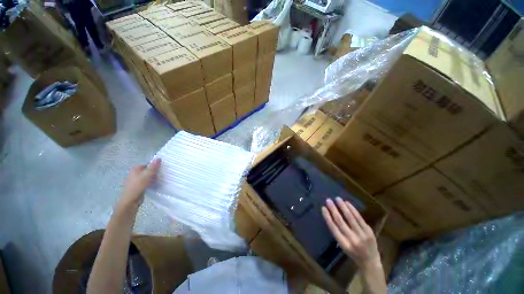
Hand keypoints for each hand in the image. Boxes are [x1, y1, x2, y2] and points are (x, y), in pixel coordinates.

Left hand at [117, 158, 160, 211]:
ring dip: (154, 178)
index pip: (148, 164)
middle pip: (148, 170)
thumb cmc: (137, 187)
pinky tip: (155, 185)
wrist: (130, 202)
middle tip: (162, 175)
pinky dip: (151, 183)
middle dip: (155, 173)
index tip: (162, 169)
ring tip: (160, 181)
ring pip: (148, 177)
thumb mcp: (146, 176)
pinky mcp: (138, 187)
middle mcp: (135, 173)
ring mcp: (136, 180)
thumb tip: (159, 158)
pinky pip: (147, 182)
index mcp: (135, 169)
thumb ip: (153, 167)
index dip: (155, 166)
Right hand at [322, 197, 380, 267]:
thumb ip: (337, 232)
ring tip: (337, 198)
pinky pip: (359, 218)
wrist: (371, 261)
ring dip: (343, 206)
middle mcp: (352, 239)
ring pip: (350, 217)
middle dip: (333, 209)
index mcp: (344, 244)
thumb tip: (330, 215)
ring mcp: (362, 234)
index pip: (333, 228)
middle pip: (340, 221)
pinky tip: (347, 203)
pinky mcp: (369, 231)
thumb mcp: (343, 245)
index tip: (323, 207)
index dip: (327, 217)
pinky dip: (352, 209)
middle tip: (328, 200)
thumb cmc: (353, 253)